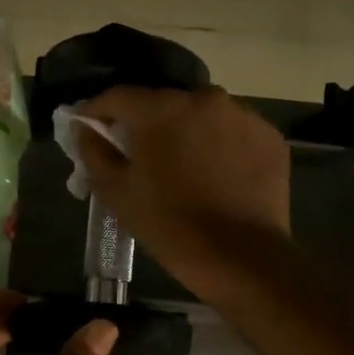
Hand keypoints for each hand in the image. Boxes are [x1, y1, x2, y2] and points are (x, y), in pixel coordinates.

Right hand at [73, 85, 290, 297]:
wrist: (242, 258)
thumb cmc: (170, 226)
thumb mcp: (117, 194)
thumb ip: (94, 154)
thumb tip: (84, 130)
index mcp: (161, 109)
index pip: (118, 97)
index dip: (97, 112)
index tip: (87, 128)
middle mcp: (204, 98)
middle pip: (163, 103)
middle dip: (145, 123)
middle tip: (137, 153)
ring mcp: (242, 115)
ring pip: (201, 116)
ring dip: (186, 132)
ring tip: (181, 166)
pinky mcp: (269, 137)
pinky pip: (233, 132)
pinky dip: (220, 146)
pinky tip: (216, 175)